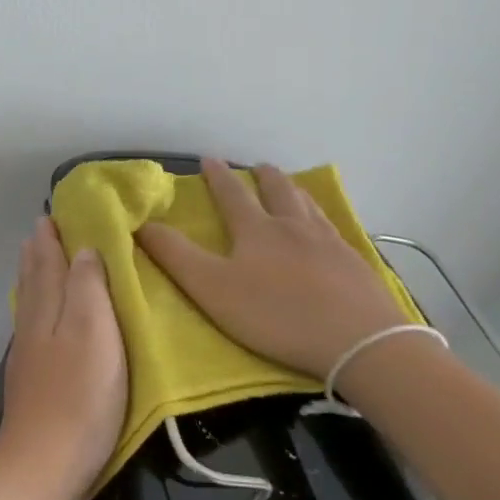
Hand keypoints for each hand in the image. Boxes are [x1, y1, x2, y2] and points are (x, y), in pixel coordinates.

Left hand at [0, 217, 127, 499]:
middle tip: (43, 228)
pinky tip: (40, 316)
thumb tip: (82, 248)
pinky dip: (36, 306)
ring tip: (37, 259)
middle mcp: (32, 325)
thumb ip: (87, 289)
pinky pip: (32, 326)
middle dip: (39, 252)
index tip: (53, 211)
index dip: (52, 237)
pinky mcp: (31, 381)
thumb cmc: (79, 397)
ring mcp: (28, 355)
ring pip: (30, 303)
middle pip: (33, 279)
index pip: (48, 262)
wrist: (43, 465)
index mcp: (48, 309)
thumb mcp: (94, 334)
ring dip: (34, 276)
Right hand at [135, 157, 408, 377]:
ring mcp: (330, 245)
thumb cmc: (275, 314)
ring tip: (293, 188)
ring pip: (310, 208)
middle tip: (259, 167)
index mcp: (257, 231)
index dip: (218, 177)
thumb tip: (142, 224)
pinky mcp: (357, 266)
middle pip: (279, 193)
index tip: (208, 159)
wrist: (357, 340)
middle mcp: (294, 228)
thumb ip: (175, 256)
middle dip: (264, 178)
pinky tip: (330, 231)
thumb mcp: (211, 288)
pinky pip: (337, 231)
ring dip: (296, 193)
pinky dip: (325, 221)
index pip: (232, 196)